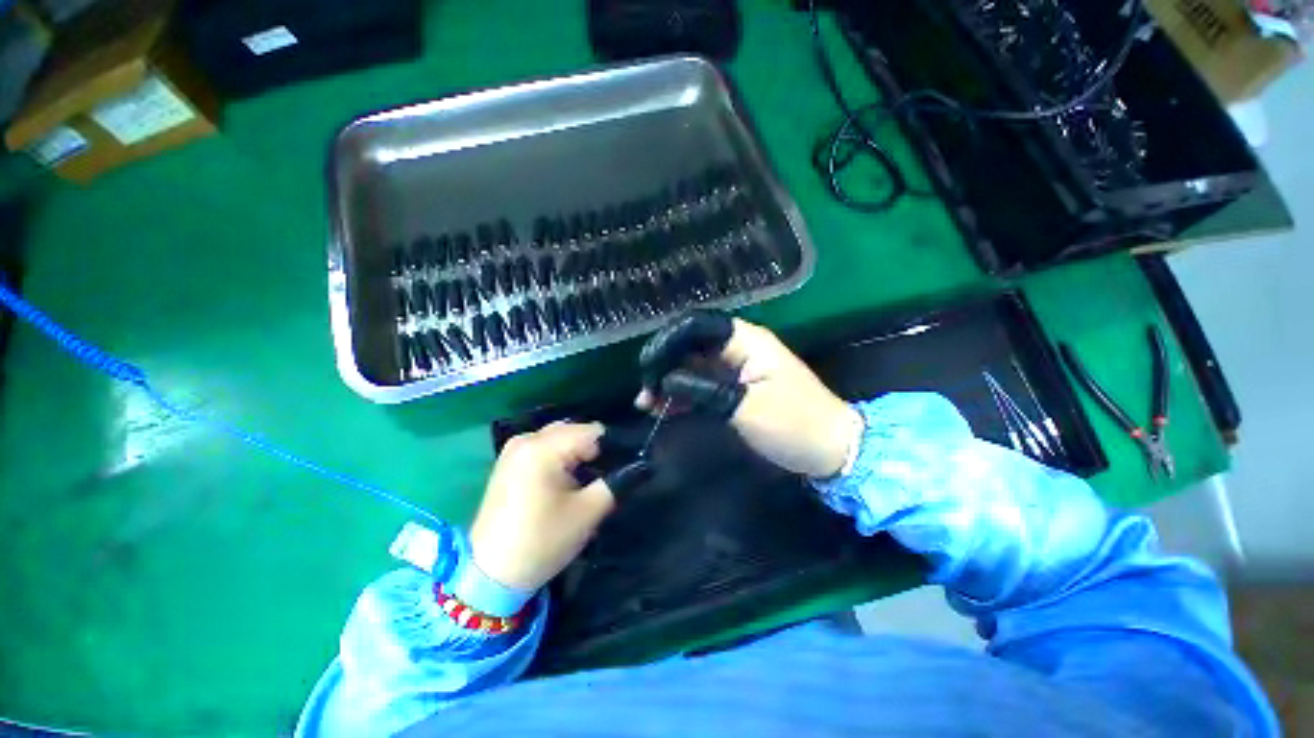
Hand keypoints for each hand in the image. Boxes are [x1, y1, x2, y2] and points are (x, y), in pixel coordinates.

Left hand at [470, 422, 617, 590]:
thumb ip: (617, 482)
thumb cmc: (542, 541)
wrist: (491, 575)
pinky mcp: (508, 461)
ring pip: (559, 438)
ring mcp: (514, 449)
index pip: (592, 431)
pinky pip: (544, 447)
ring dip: (576, 454)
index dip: (612, 448)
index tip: (619, 470)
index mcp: (543, 447)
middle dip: (592, 450)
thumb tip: (639, 465)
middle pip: (574, 431)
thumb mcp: (588, 512)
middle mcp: (526, 439)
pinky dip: (559, 458)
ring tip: (583, 482)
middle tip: (600, 478)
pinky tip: (562, 482)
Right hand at [637, 310, 861, 477]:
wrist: (830, 448)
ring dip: (668, 382)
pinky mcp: (735, 387)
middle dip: (663, 365)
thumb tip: (665, 381)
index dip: (667, 341)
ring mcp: (736, 368)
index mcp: (745, 340)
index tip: (647, 369)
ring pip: (692, 365)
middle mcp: (738, 347)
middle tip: (645, 391)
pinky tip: (664, 408)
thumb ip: (701, 389)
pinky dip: (682, 394)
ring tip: (647, 404)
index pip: (696, 326)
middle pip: (690, 344)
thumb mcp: (744, 407)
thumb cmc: (793, 423)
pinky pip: (701, 383)